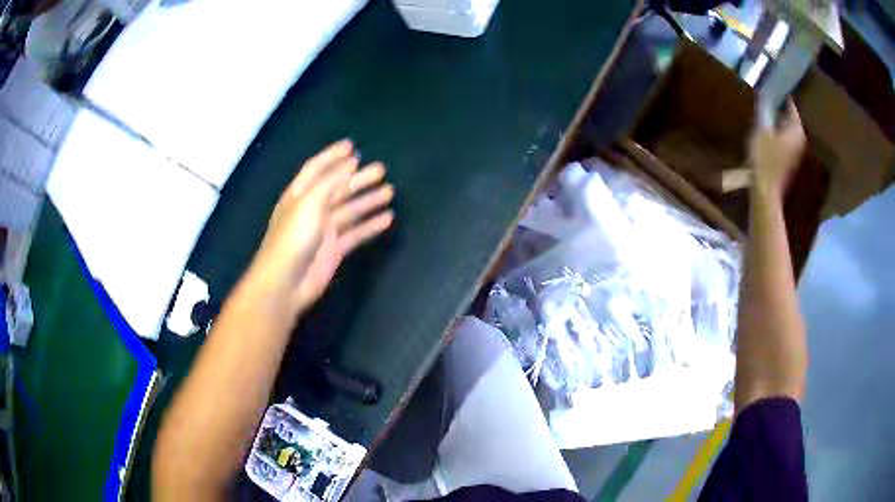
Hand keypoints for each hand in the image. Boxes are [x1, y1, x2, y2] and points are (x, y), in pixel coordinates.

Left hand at [248, 140, 394, 315]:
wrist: (286, 282)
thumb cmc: (293, 237)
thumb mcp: (310, 201)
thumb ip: (331, 181)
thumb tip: (351, 163)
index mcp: (300, 194)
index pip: (317, 169)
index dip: (333, 156)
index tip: (352, 147)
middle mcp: (311, 209)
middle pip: (338, 189)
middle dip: (358, 178)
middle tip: (381, 170)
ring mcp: (323, 231)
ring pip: (349, 211)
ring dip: (368, 200)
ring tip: (389, 192)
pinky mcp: (334, 250)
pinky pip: (356, 233)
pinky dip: (370, 225)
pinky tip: (387, 219)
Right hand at [749, 100, 806, 199]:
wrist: (766, 191)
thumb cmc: (764, 158)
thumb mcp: (760, 129)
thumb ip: (764, 111)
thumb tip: (764, 95)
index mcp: (795, 128)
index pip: (791, 106)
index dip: (783, 96)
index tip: (774, 89)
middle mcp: (800, 139)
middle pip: (792, 119)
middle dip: (782, 111)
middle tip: (770, 101)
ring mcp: (797, 153)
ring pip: (790, 131)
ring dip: (781, 125)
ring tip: (769, 118)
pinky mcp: (792, 163)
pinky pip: (787, 143)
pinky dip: (781, 137)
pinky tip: (771, 136)